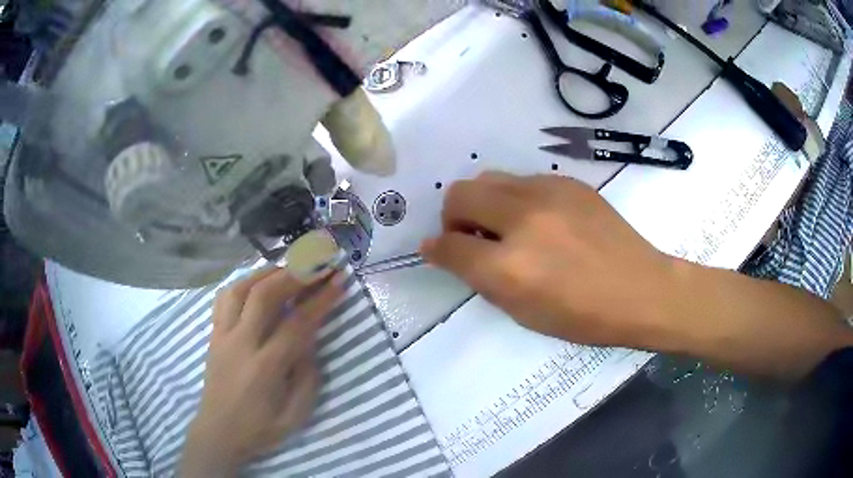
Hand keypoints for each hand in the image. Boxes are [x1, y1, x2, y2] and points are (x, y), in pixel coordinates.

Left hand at [180, 267, 343, 476]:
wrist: (219, 432)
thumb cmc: (260, 428)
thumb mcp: (295, 415)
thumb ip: (307, 376)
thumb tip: (309, 341)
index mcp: (265, 367)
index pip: (297, 323)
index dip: (321, 299)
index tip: (339, 279)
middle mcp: (241, 343)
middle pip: (265, 295)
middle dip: (295, 274)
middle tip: (317, 263)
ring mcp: (223, 335)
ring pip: (241, 288)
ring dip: (267, 272)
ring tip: (289, 267)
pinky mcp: (214, 334)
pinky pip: (225, 298)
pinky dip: (243, 283)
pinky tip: (256, 282)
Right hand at [421, 172, 677, 349]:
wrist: (641, 289)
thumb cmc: (583, 316)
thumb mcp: (523, 312)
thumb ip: (481, 279)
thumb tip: (449, 252)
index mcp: (509, 267)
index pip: (448, 245)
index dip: (436, 249)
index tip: (439, 250)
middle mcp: (523, 220)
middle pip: (460, 194)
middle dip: (454, 216)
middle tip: (473, 237)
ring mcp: (548, 193)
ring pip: (488, 177)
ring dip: (484, 202)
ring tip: (506, 226)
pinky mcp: (568, 182)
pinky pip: (523, 180)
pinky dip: (516, 198)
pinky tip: (540, 220)